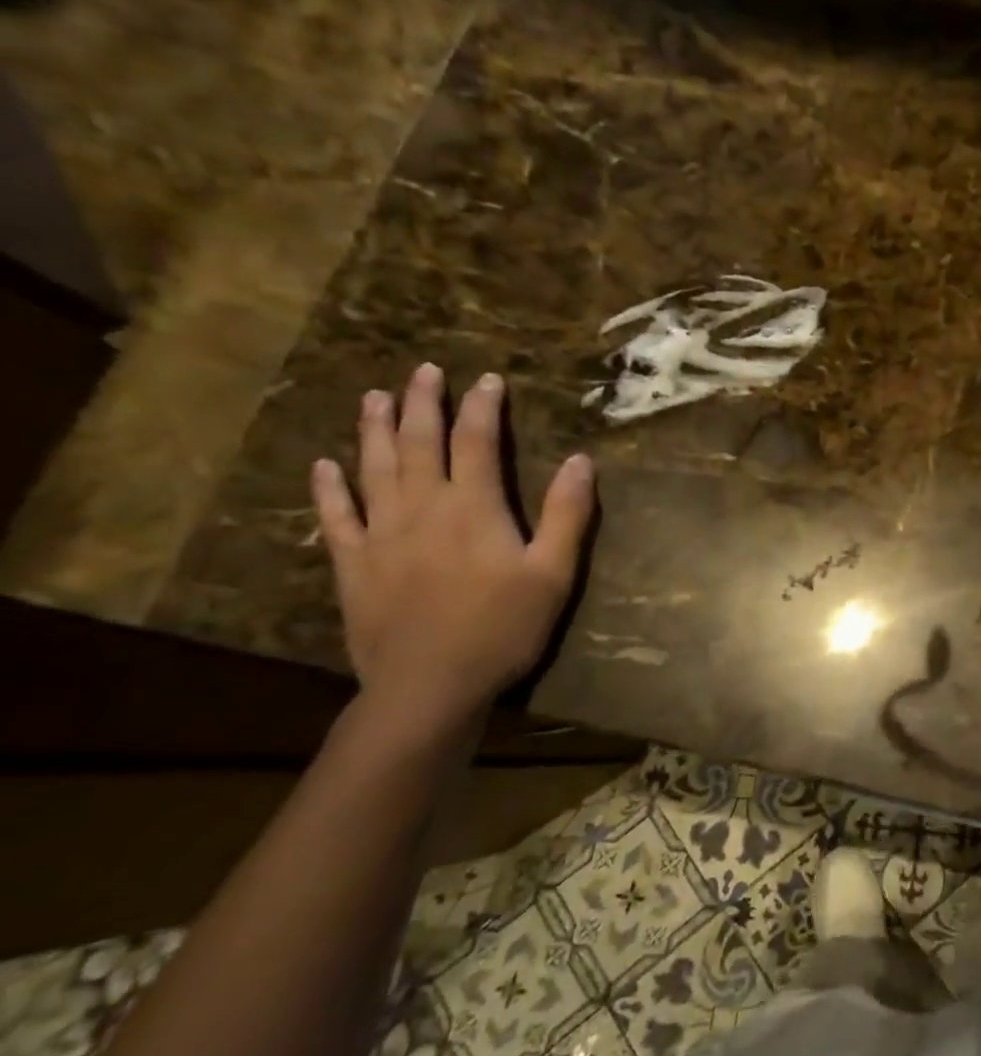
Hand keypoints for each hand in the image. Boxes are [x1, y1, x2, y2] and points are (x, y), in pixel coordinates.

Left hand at [311, 363, 594, 725]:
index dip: (483, 407)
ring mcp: (381, 534)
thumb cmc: (502, 628)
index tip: (488, 380)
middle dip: (422, 403)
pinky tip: (325, 466)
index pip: (477, 442)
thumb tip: (580, 461)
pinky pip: (336, 516)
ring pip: (373, 468)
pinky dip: (329, 488)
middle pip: (417, 442)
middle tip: (423, 370)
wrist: (429, 685)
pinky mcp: (353, 564)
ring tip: (375, 396)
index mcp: (473, 508)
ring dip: (373, 429)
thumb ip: (566, 515)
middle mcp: (422, 508)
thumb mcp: (553, 573)